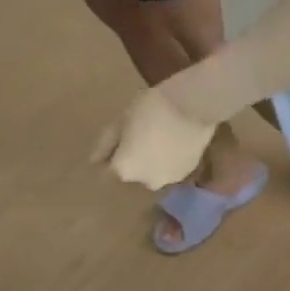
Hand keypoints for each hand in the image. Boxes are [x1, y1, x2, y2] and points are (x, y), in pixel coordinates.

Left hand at [91, 88, 215, 188]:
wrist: (193, 108)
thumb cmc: (150, 110)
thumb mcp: (120, 122)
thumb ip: (106, 144)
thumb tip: (96, 160)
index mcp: (124, 170)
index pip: (108, 171)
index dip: (112, 155)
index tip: (118, 139)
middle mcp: (147, 181)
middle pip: (134, 173)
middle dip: (134, 160)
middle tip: (140, 137)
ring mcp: (171, 178)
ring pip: (155, 171)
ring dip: (154, 161)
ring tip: (161, 139)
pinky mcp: (190, 171)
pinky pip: (173, 167)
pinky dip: (171, 159)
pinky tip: (176, 141)